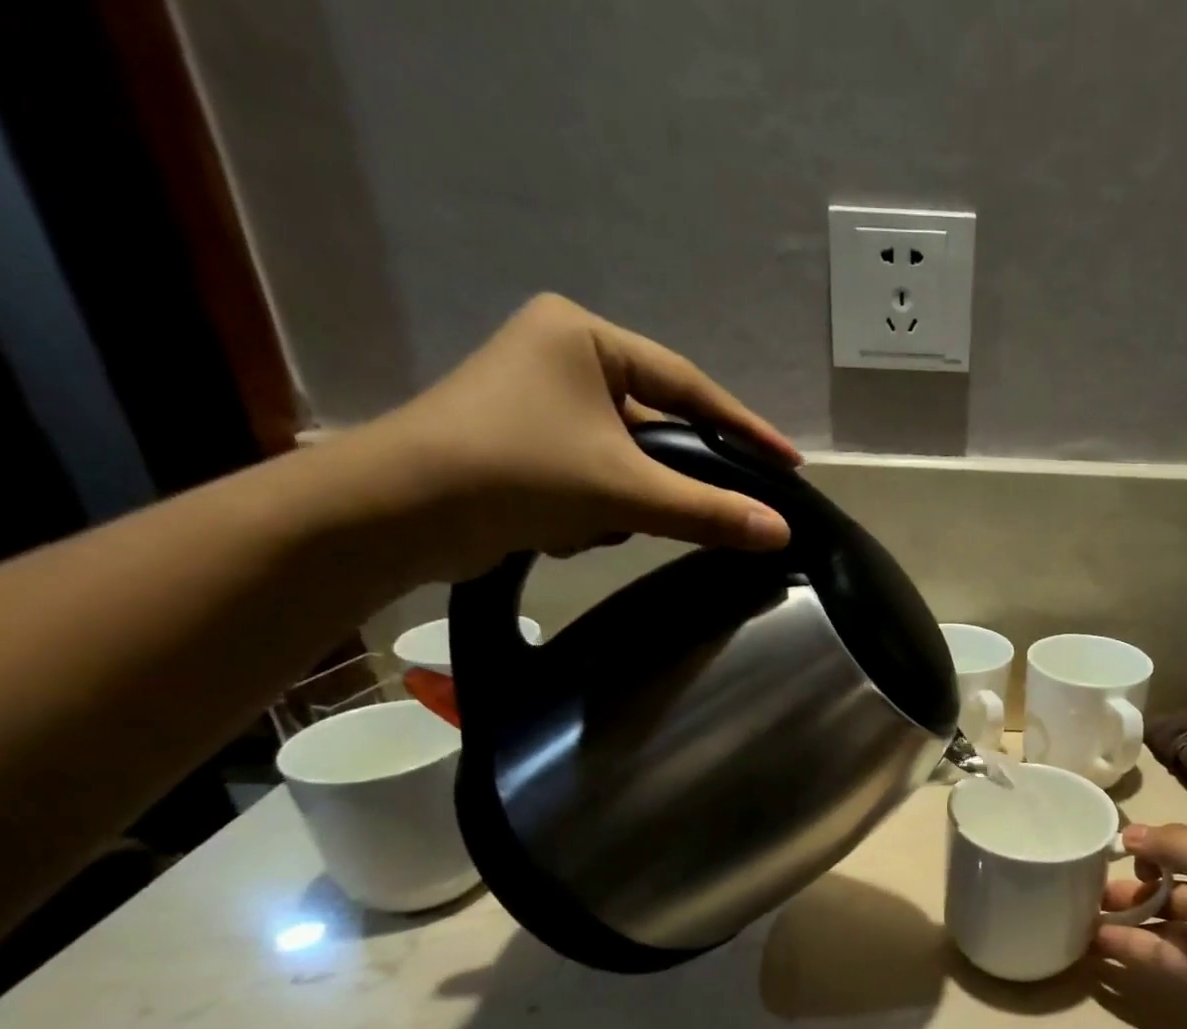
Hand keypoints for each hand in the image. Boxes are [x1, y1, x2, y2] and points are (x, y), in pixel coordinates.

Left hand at [367, 293, 801, 580]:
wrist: (398, 514)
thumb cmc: (515, 473)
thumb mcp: (624, 492)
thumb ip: (708, 511)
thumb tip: (781, 532)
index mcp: (584, 337)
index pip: (688, 385)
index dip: (745, 428)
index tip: (789, 463)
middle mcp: (563, 357)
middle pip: (657, 425)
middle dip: (669, 478)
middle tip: (718, 509)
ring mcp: (541, 400)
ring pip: (627, 457)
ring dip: (626, 501)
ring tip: (602, 525)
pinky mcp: (527, 443)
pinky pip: (595, 474)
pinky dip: (595, 508)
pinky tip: (569, 530)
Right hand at [1096, 822, 1186, 1028]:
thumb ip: (1174, 845)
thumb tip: (1126, 832)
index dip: (1154, 849)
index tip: (1122, 850)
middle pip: (1168, 888)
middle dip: (1131, 883)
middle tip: (1086, 882)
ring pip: (1159, 922)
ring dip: (1123, 915)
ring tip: (1080, 909)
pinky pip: (1160, 955)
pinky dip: (1129, 946)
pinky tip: (1095, 938)